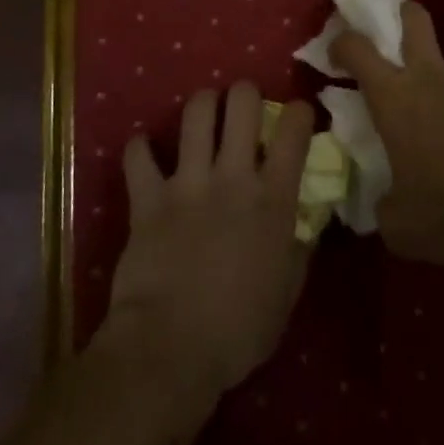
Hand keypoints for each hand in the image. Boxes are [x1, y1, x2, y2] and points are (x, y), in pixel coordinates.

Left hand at [101, 83, 315, 409]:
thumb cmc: (238, 331)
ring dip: (202, 105)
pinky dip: (140, 149)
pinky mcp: (148, 196)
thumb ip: (298, 248)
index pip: (294, 129)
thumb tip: (305, 223)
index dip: (298, 111)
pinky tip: (145, 153)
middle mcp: (233, 176)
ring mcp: (188, 182)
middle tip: (243, 108)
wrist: (170, 350)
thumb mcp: (287, 293)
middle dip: (245, 94)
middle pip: (243, 102)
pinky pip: (138, 155)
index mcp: (273, 198)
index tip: (295, 117)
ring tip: (204, 114)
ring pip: (196, 112)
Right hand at [331, 3, 443, 264]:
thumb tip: (386, 205)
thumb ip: (385, 207)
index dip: (343, 43)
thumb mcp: (400, 226)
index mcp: (394, 98)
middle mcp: (431, 77)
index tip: (337, 53)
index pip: (358, 49)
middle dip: (404, 16)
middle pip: (415, 19)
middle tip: (399, 34)